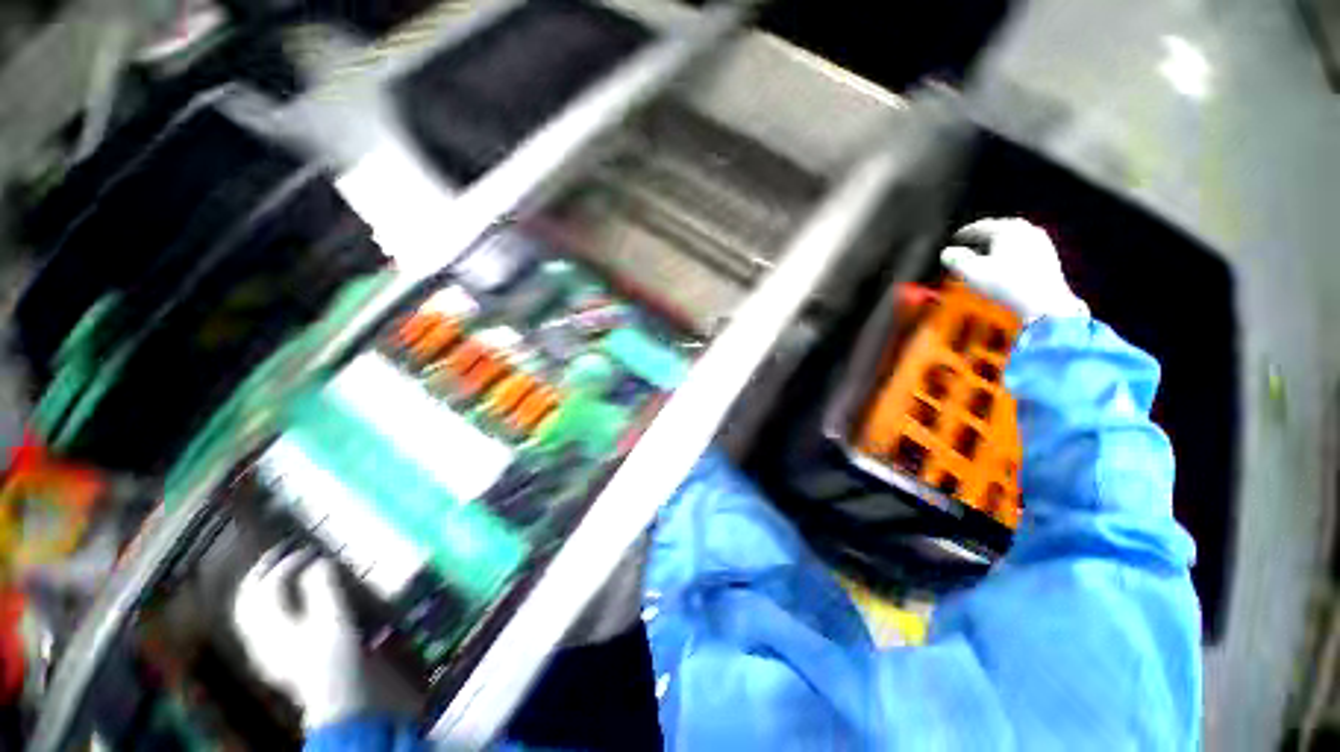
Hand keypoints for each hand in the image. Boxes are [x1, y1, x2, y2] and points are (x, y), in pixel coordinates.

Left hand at [234, 548, 369, 728]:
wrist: (336, 697)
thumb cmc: (336, 655)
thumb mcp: (334, 617)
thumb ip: (322, 587)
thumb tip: (316, 563)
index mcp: (270, 625)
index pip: (267, 586)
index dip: (285, 564)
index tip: (307, 550)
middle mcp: (257, 636)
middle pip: (247, 600)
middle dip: (261, 574)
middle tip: (279, 553)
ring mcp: (263, 650)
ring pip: (248, 613)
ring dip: (259, 589)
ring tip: (276, 573)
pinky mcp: (273, 658)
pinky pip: (257, 626)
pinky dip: (264, 607)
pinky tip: (280, 605)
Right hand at [940, 218, 1088, 323]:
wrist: (1044, 304)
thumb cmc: (1005, 284)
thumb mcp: (971, 272)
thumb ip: (955, 259)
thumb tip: (947, 252)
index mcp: (1007, 228)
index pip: (979, 226)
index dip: (963, 234)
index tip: (952, 241)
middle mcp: (1026, 230)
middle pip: (998, 231)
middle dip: (981, 240)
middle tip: (966, 249)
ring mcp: (1040, 243)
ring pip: (1011, 241)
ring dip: (995, 248)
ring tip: (982, 260)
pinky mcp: (1048, 258)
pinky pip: (1022, 251)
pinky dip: (1008, 256)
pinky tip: (1001, 268)